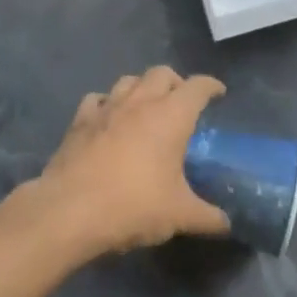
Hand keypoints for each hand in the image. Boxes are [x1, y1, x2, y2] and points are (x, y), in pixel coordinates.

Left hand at [37, 66, 231, 254]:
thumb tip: (227, 224)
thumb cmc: (133, 205)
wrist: (70, 210)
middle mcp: (140, 101)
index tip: (218, 93)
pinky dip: (108, 103)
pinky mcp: (80, 120)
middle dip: (176, 82)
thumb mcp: (179, 215)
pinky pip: (98, 99)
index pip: (197, 87)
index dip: (211, 86)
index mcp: (171, 115)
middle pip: (162, 73)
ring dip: (142, 87)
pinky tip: (109, 119)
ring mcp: (107, 107)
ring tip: (147, 107)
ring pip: (129, 80)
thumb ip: (207, 217)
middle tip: (182, 103)